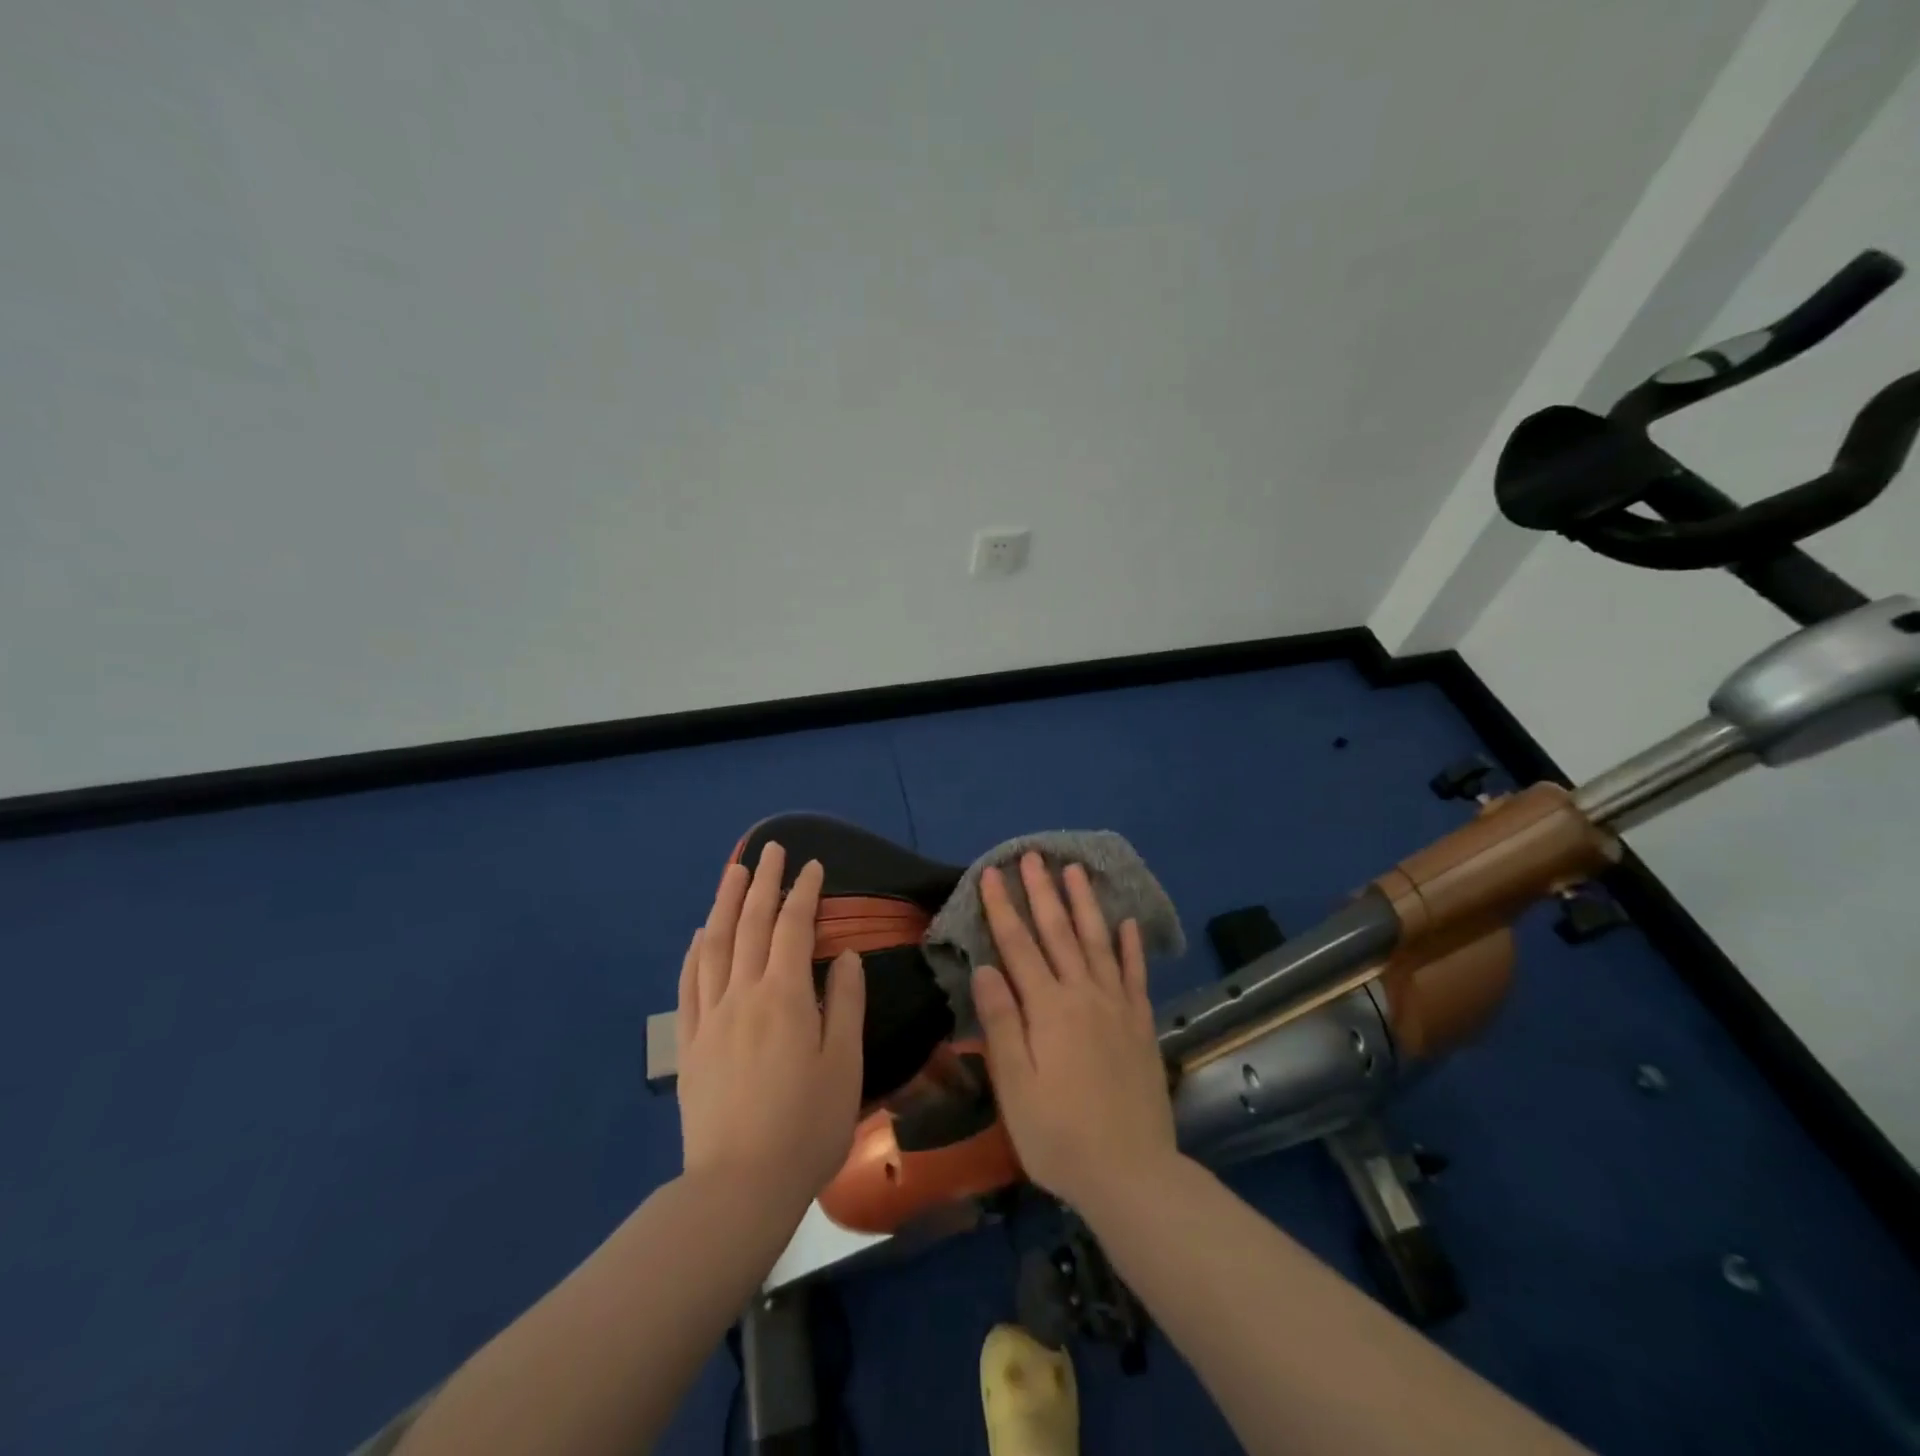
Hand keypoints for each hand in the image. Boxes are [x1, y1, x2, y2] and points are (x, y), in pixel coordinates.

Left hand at [674, 842, 864, 1216]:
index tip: (812, 866)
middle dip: (763, 882)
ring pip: (715, 945)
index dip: (804, 893)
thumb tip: (844, 955)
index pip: (793, 928)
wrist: (740, 1186)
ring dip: (725, 903)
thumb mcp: (844, 1064)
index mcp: (785, 996)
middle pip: (751, 924)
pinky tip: (701, 935)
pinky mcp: (690, 1044)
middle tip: (771, 850)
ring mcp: (710, 1017)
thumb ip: (845, 1002)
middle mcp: (742, 994)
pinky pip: (689, 984)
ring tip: (733, 872)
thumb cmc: (806, 1125)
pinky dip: (696, 951)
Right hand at [972, 853, 1178, 1214]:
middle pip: (1059, 932)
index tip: (993, 872)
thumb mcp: (1015, 1085)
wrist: (1131, 1174)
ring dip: (1084, 903)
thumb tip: (985, 968)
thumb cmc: (1058, 1135)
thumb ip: (1001, 1022)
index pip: (1018, 945)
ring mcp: (1117, 1006)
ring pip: (1098, 941)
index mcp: (1048, 1008)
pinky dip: (1132, 946)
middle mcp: (1084, 995)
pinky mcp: (1141, 1024)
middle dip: (1042, 891)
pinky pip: (1136, 974)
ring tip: (1075, 870)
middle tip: (1032, 854)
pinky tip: (1128, 923)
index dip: (1003, 907)